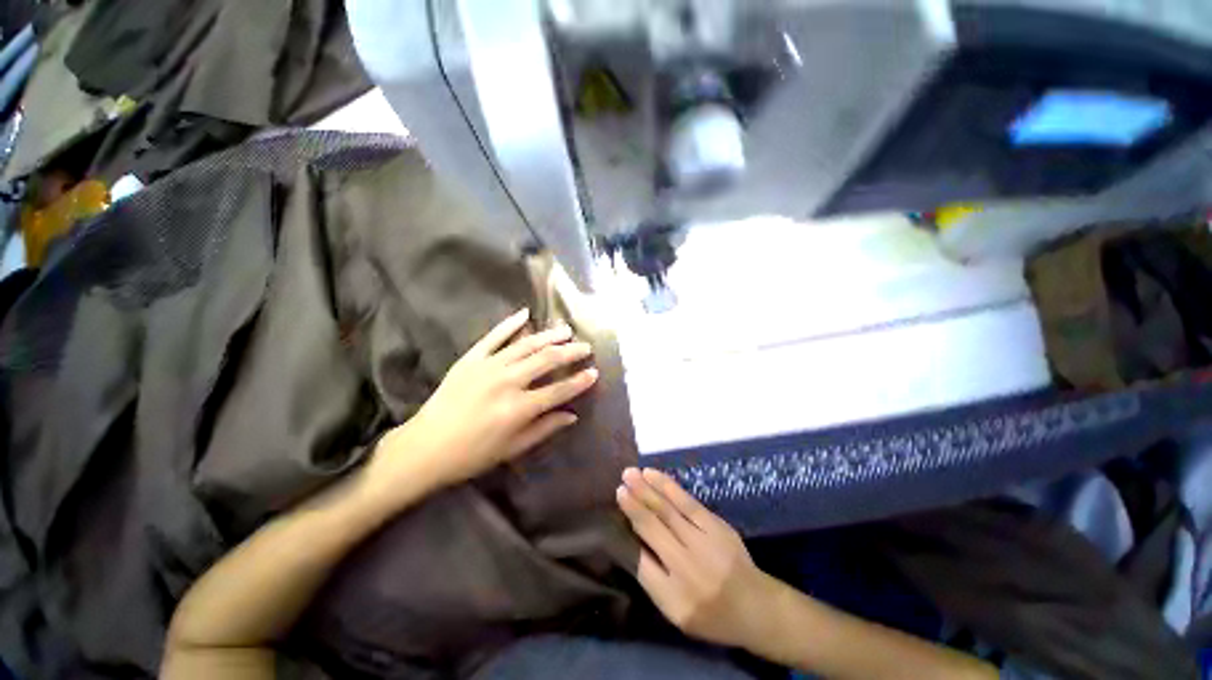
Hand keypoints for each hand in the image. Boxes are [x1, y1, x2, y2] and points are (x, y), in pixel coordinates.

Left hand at [369, 308, 598, 495]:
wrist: (425, 447)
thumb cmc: (472, 454)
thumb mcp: (513, 448)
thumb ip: (545, 428)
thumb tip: (572, 415)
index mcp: (519, 408)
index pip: (559, 390)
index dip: (580, 381)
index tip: (594, 372)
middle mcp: (508, 382)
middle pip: (547, 360)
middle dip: (571, 352)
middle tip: (585, 347)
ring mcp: (488, 366)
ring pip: (526, 344)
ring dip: (549, 335)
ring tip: (566, 330)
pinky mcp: (471, 359)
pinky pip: (494, 336)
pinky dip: (510, 323)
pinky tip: (525, 313)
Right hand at [617, 468, 773, 649]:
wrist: (757, 607)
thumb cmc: (712, 615)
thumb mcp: (678, 614)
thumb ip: (654, 582)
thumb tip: (630, 542)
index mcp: (675, 600)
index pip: (640, 562)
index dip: (625, 534)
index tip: (614, 511)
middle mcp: (688, 569)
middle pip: (653, 529)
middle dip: (633, 505)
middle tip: (618, 485)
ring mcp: (705, 544)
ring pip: (668, 510)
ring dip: (646, 489)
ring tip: (630, 474)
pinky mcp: (717, 526)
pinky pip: (687, 502)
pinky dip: (668, 486)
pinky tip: (653, 475)